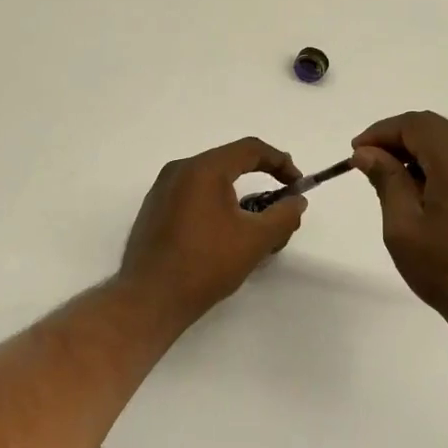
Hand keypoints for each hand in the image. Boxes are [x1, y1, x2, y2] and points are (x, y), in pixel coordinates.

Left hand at [118, 137, 306, 326]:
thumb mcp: (256, 240)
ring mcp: (162, 190)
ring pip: (211, 182)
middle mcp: (179, 170)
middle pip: (230, 164)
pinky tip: (225, 238)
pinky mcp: (154, 211)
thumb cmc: (206, 264)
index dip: (280, 163)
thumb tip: (296, 201)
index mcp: (203, 169)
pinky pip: (193, 197)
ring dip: (239, 199)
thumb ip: (284, 215)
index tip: (297, 186)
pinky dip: (216, 208)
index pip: (250, 149)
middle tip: (279, 210)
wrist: (150, 299)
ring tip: (255, 231)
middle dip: (261, 183)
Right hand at [351, 111, 447, 339]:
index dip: (382, 131)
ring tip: (394, 183)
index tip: (357, 153)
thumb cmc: (447, 270)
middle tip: (370, 165)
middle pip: (436, 130)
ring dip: (419, 154)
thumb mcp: (403, 227)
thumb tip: (367, 153)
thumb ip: (386, 181)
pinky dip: (440, 168)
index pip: (416, 124)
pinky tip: (425, 197)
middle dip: (399, 140)